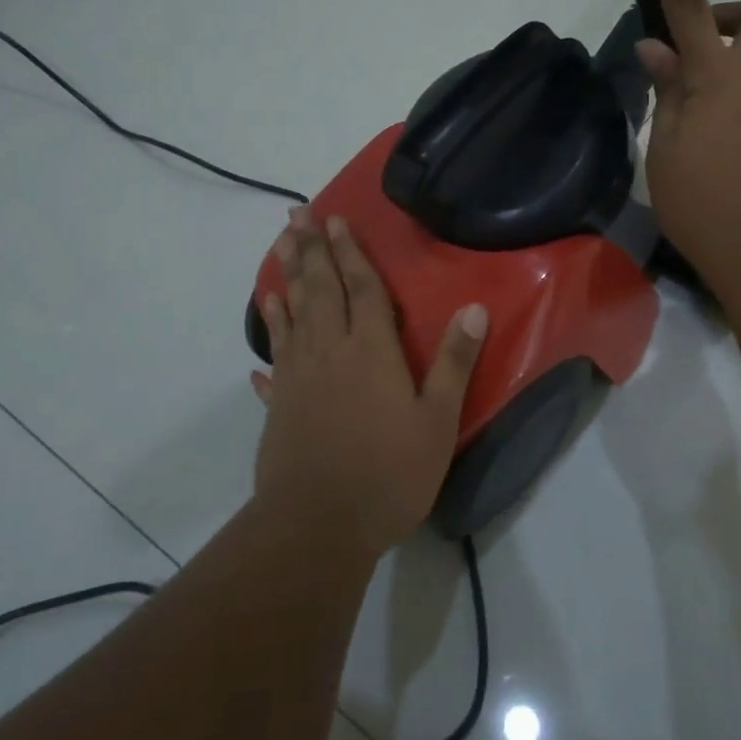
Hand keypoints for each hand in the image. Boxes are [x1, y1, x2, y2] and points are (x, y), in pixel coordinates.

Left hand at [250, 209, 486, 556]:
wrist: (318, 526)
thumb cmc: (388, 474)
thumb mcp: (437, 421)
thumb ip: (453, 362)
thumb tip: (474, 308)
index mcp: (370, 351)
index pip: (361, 289)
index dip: (350, 252)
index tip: (335, 220)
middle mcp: (329, 352)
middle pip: (319, 289)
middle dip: (310, 248)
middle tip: (295, 213)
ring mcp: (298, 377)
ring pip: (292, 313)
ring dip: (287, 275)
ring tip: (279, 245)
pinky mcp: (280, 404)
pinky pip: (275, 356)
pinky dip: (270, 331)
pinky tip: (266, 317)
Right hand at [635, 0, 740, 292]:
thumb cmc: (704, 205)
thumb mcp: (665, 151)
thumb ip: (665, 95)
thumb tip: (657, 51)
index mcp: (717, 79)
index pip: (691, 5)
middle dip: (731, 21)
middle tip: (694, 63)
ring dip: (729, 88)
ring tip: (699, 146)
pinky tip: (727, 170)